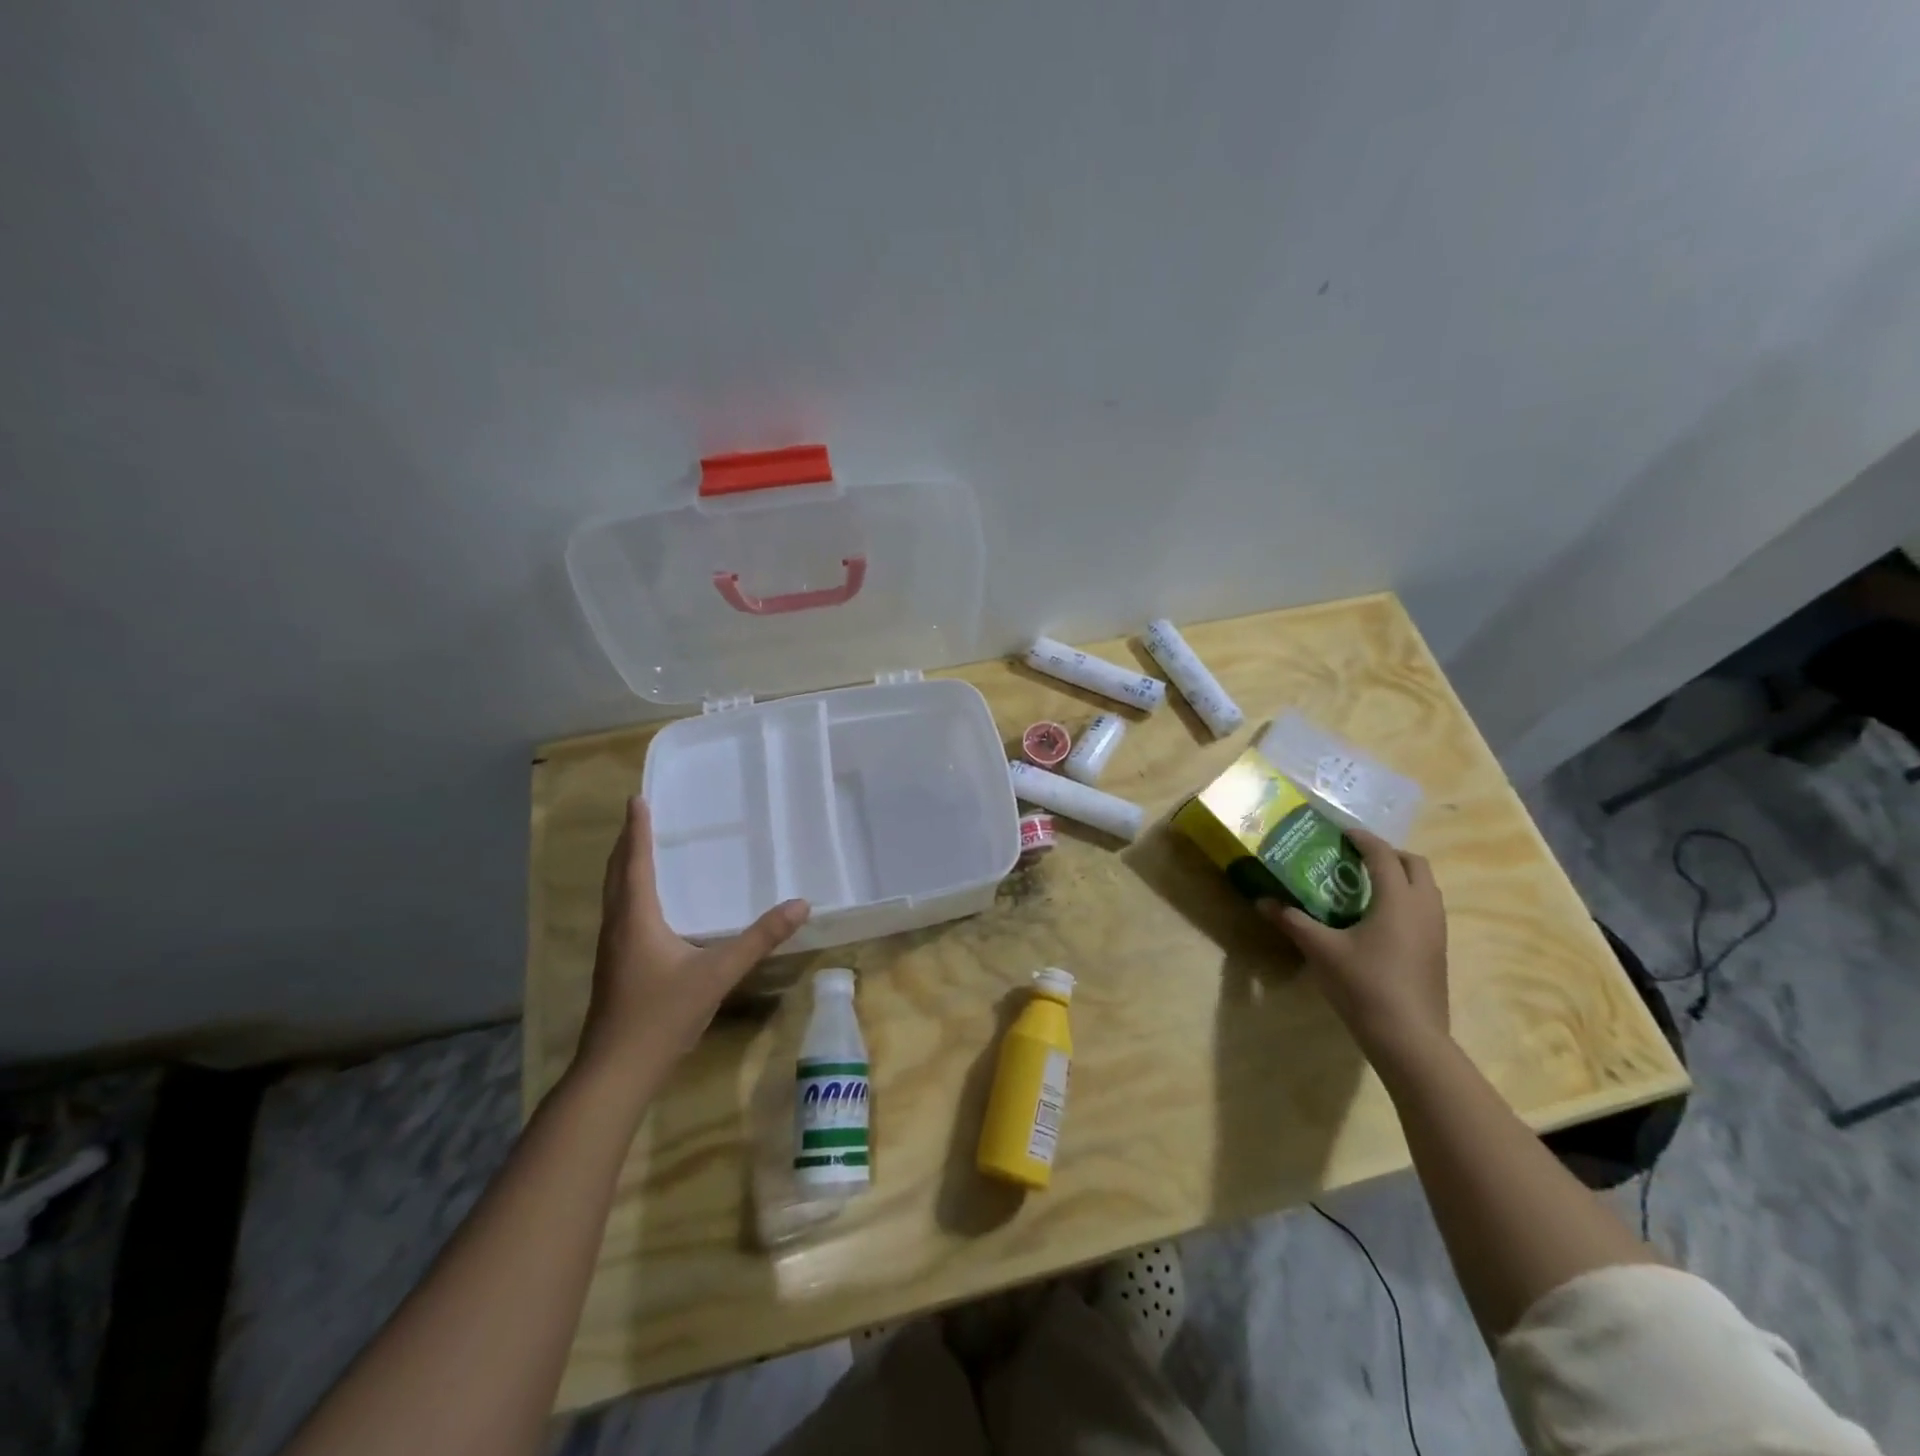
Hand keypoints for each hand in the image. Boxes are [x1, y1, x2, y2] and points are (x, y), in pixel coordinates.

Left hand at [578, 797, 809, 1073]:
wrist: (616, 1071)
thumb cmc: (662, 1015)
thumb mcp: (718, 973)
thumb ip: (759, 938)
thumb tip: (800, 904)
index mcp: (636, 918)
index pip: (635, 862)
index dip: (636, 830)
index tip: (636, 799)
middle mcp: (618, 927)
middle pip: (617, 874)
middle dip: (627, 843)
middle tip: (638, 816)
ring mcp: (611, 950)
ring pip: (614, 896)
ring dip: (624, 868)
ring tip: (639, 850)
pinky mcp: (614, 968)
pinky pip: (619, 914)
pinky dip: (628, 893)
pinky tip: (645, 907)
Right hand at [1258, 827, 1447, 1059]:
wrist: (1409, 1038)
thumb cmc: (1364, 984)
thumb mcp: (1321, 950)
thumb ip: (1293, 921)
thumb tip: (1262, 901)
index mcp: (1397, 899)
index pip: (1383, 855)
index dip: (1363, 839)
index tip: (1342, 832)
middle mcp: (1424, 908)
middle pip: (1415, 865)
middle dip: (1388, 854)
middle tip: (1357, 857)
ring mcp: (1436, 931)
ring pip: (1426, 888)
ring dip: (1401, 877)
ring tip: (1366, 885)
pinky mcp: (1437, 951)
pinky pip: (1426, 909)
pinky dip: (1406, 899)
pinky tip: (1379, 919)